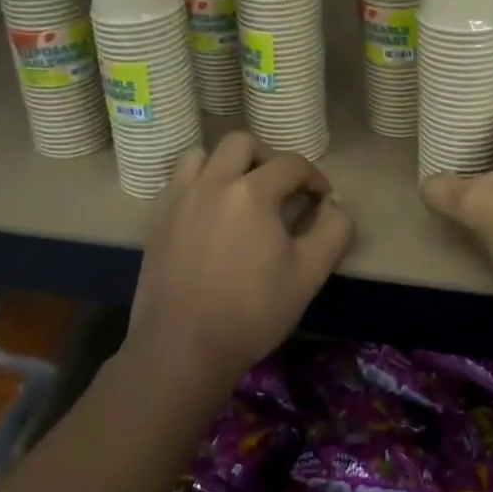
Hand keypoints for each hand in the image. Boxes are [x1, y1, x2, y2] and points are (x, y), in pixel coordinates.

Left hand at [127, 132, 354, 395]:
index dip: (314, 178)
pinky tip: (210, 213)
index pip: (291, 164)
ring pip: (203, 155)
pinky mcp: (157, 219)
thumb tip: (334, 204)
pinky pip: (179, 181)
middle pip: (243, 143)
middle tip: (281, 188)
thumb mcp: (309, 274)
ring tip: (240, 193)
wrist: (182, 348)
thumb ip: (333, 230)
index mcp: (252, 192)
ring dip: (227, 164)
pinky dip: (199, 183)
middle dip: (268, 158)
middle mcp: (213, 182)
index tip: (321, 200)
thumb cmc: (252, 311)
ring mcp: (179, 198)